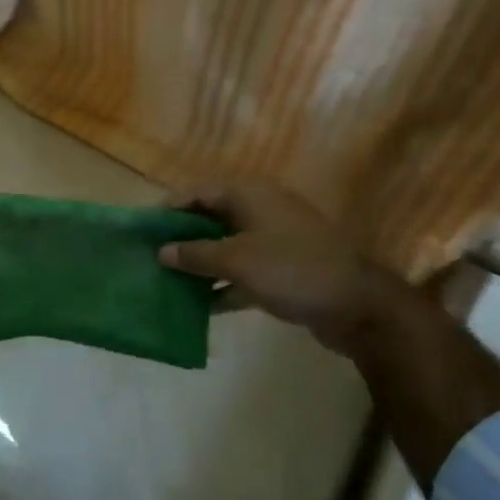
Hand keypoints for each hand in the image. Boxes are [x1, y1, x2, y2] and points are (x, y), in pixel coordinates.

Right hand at [156, 179, 395, 352]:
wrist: (358, 306)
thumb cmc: (292, 269)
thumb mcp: (237, 260)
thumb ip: (196, 255)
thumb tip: (162, 252)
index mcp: (248, 195)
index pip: (197, 192)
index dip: (168, 209)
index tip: (141, 230)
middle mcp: (259, 211)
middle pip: (209, 219)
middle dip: (180, 239)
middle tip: (150, 258)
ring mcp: (272, 241)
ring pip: (225, 247)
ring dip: (200, 265)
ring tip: (167, 282)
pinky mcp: (281, 270)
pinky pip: (242, 271)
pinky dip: (222, 284)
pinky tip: (199, 306)